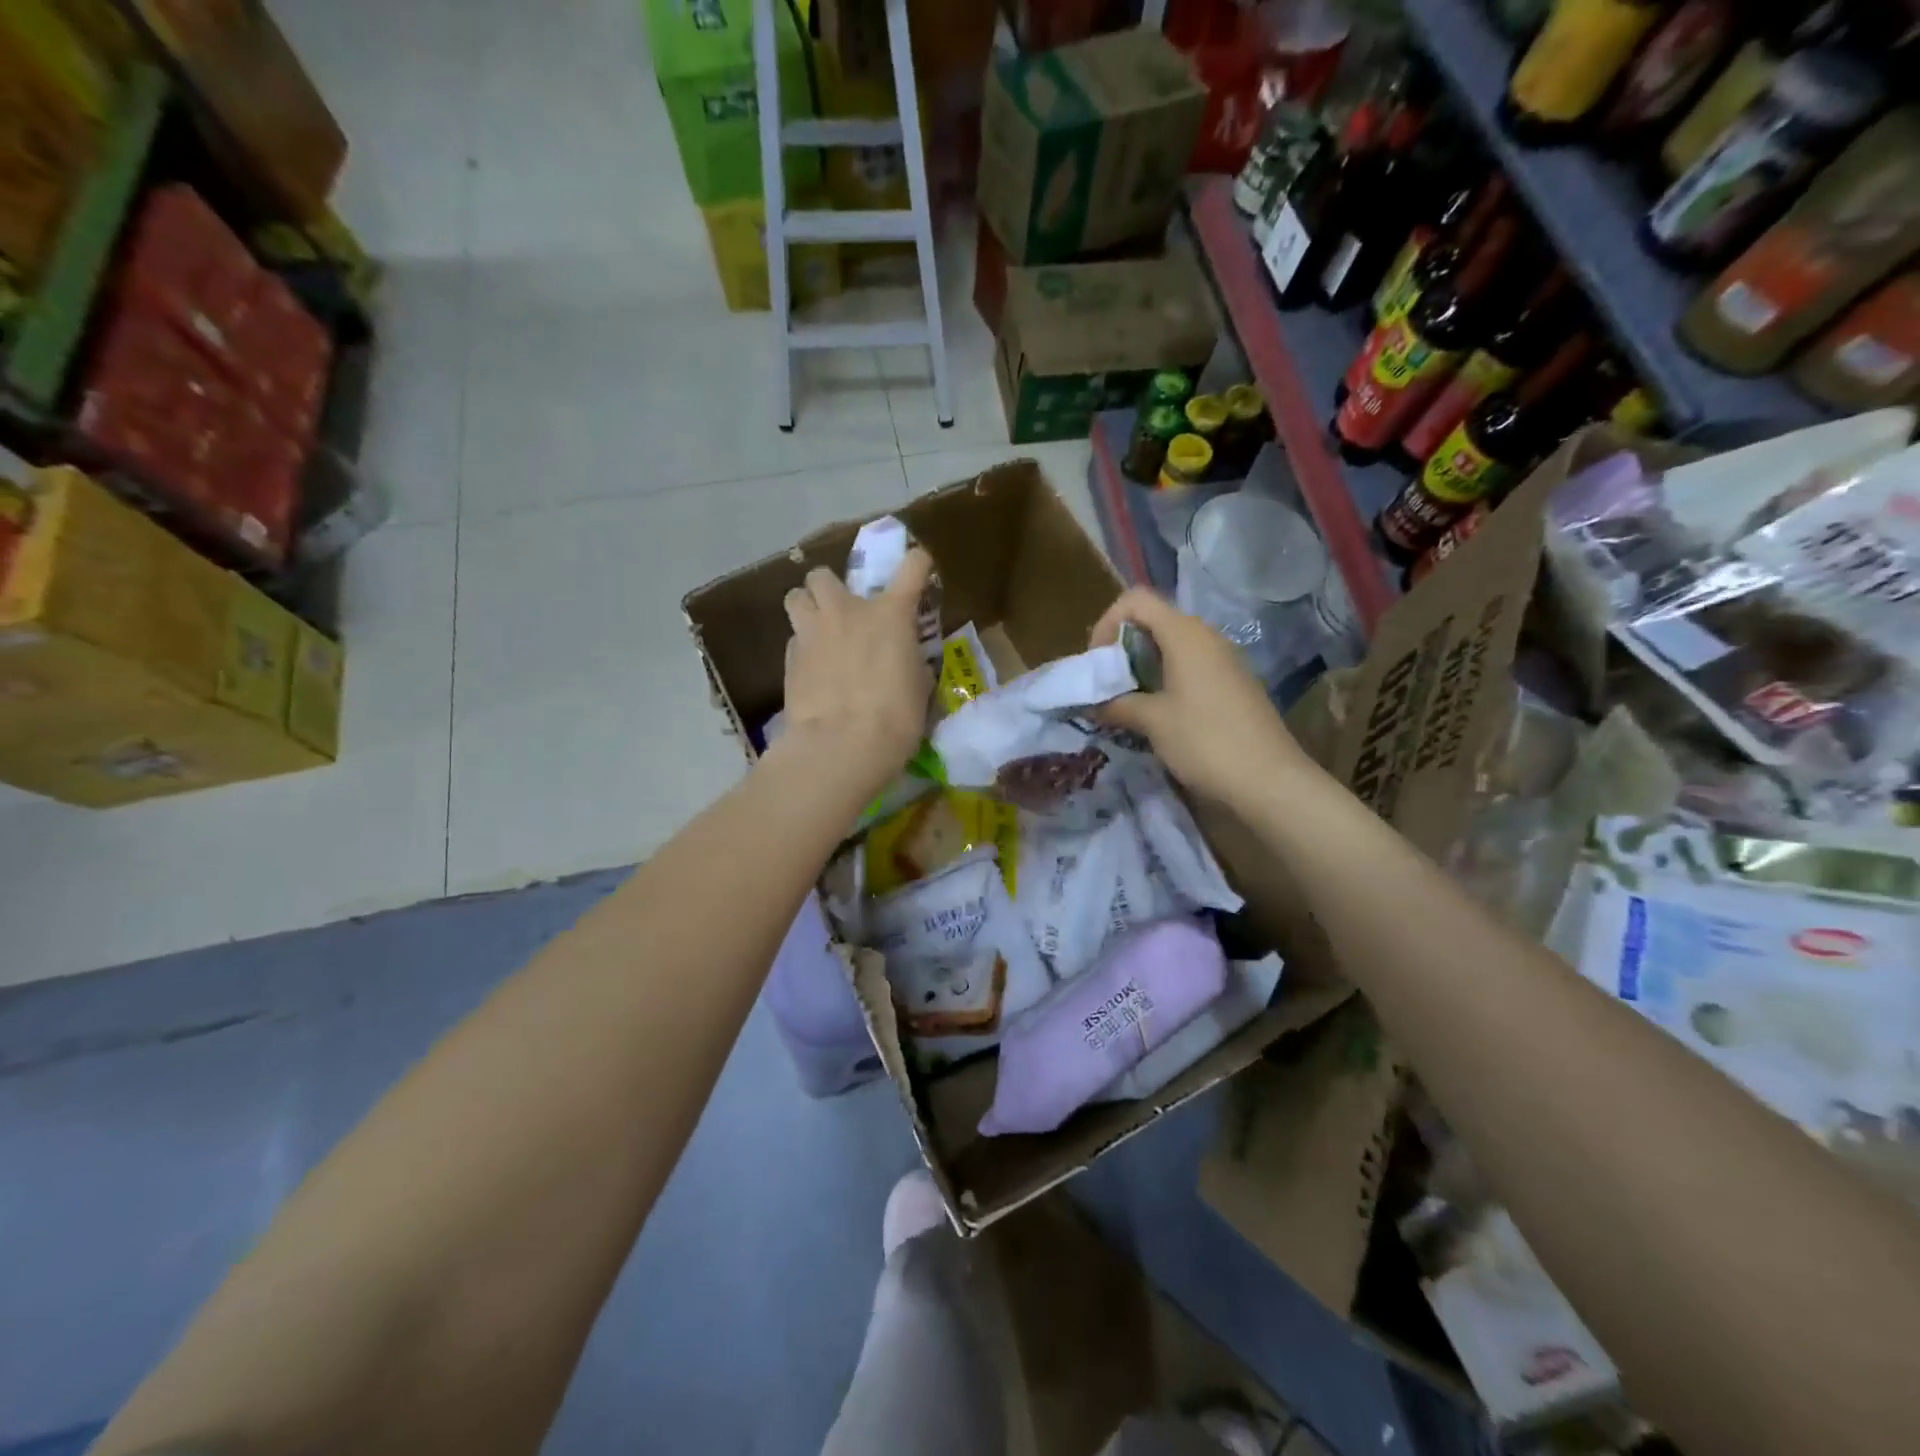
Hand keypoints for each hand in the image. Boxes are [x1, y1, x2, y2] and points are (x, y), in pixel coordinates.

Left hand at [775, 549, 934, 795]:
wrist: (842, 746)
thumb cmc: (895, 718)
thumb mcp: (918, 686)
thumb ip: (909, 659)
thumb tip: (903, 657)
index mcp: (890, 614)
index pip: (912, 567)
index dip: (918, 562)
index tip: (919, 567)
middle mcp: (847, 611)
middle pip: (823, 574)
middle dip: (831, 587)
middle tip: (843, 609)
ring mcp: (812, 632)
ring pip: (795, 596)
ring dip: (806, 606)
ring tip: (817, 628)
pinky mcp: (789, 658)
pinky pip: (794, 638)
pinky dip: (803, 646)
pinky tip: (812, 669)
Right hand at [1092, 588, 1313, 805]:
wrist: (1269, 780)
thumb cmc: (1205, 741)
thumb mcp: (1152, 721)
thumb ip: (1116, 704)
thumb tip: (1091, 703)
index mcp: (1185, 634)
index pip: (1136, 601)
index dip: (1109, 623)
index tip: (1098, 662)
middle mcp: (1206, 637)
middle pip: (1153, 622)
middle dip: (1122, 648)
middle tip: (1105, 684)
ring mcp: (1223, 660)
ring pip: (1171, 647)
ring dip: (1142, 667)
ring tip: (1126, 701)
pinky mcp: (1232, 684)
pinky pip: (1190, 667)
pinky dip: (1164, 680)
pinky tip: (1157, 714)